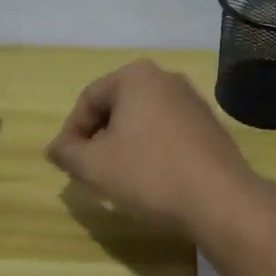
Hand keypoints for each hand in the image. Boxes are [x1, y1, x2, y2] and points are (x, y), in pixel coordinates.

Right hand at [45, 59, 262, 235]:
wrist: (220, 199)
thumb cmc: (149, 173)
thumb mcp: (95, 166)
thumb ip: (68, 153)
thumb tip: (55, 148)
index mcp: (136, 76)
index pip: (89, 99)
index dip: (71, 132)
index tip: (66, 163)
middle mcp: (165, 78)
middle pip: (117, 106)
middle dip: (98, 137)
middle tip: (89, 170)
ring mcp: (192, 100)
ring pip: (143, 119)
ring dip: (124, 144)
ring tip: (118, 178)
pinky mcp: (209, 124)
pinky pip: (167, 131)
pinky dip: (151, 149)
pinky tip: (151, 179)